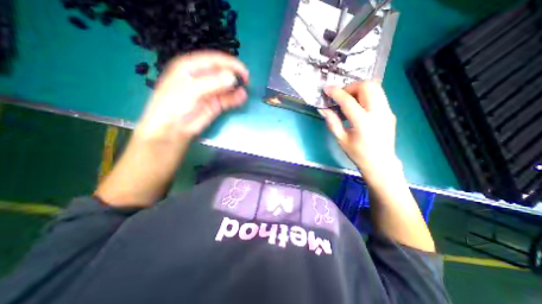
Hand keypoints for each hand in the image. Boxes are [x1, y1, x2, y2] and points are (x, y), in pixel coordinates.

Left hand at [138, 49, 251, 142]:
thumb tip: (232, 78)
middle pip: (222, 72)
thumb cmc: (174, 105)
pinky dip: (235, 98)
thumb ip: (212, 83)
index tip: (243, 71)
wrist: (172, 129)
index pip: (214, 60)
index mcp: (191, 67)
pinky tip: (242, 97)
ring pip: (227, 86)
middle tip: (246, 81)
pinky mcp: (215, 104)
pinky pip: (228, 99)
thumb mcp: (191, 90)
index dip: (230, 64)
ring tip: (246, 90)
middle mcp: (202, 77)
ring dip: (236, 87)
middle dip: (234, 75)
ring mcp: (210, 92)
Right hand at [319, 81, 398, 177]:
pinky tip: (359, 105)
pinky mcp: (390, 112)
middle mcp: (378, 112)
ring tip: (349, 98)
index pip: (348, 101)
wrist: (381, 163)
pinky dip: (366, 94)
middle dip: (351, 87)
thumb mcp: (341, 139)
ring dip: (360, 88)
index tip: (327, 89)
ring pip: (376, 87)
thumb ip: (332, 122)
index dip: (336, 93)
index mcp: (363, 122)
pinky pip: (378, 95)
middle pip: (367, 86)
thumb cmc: (358, 154)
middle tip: (341, 95)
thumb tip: (323, 109)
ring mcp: (387, 111)